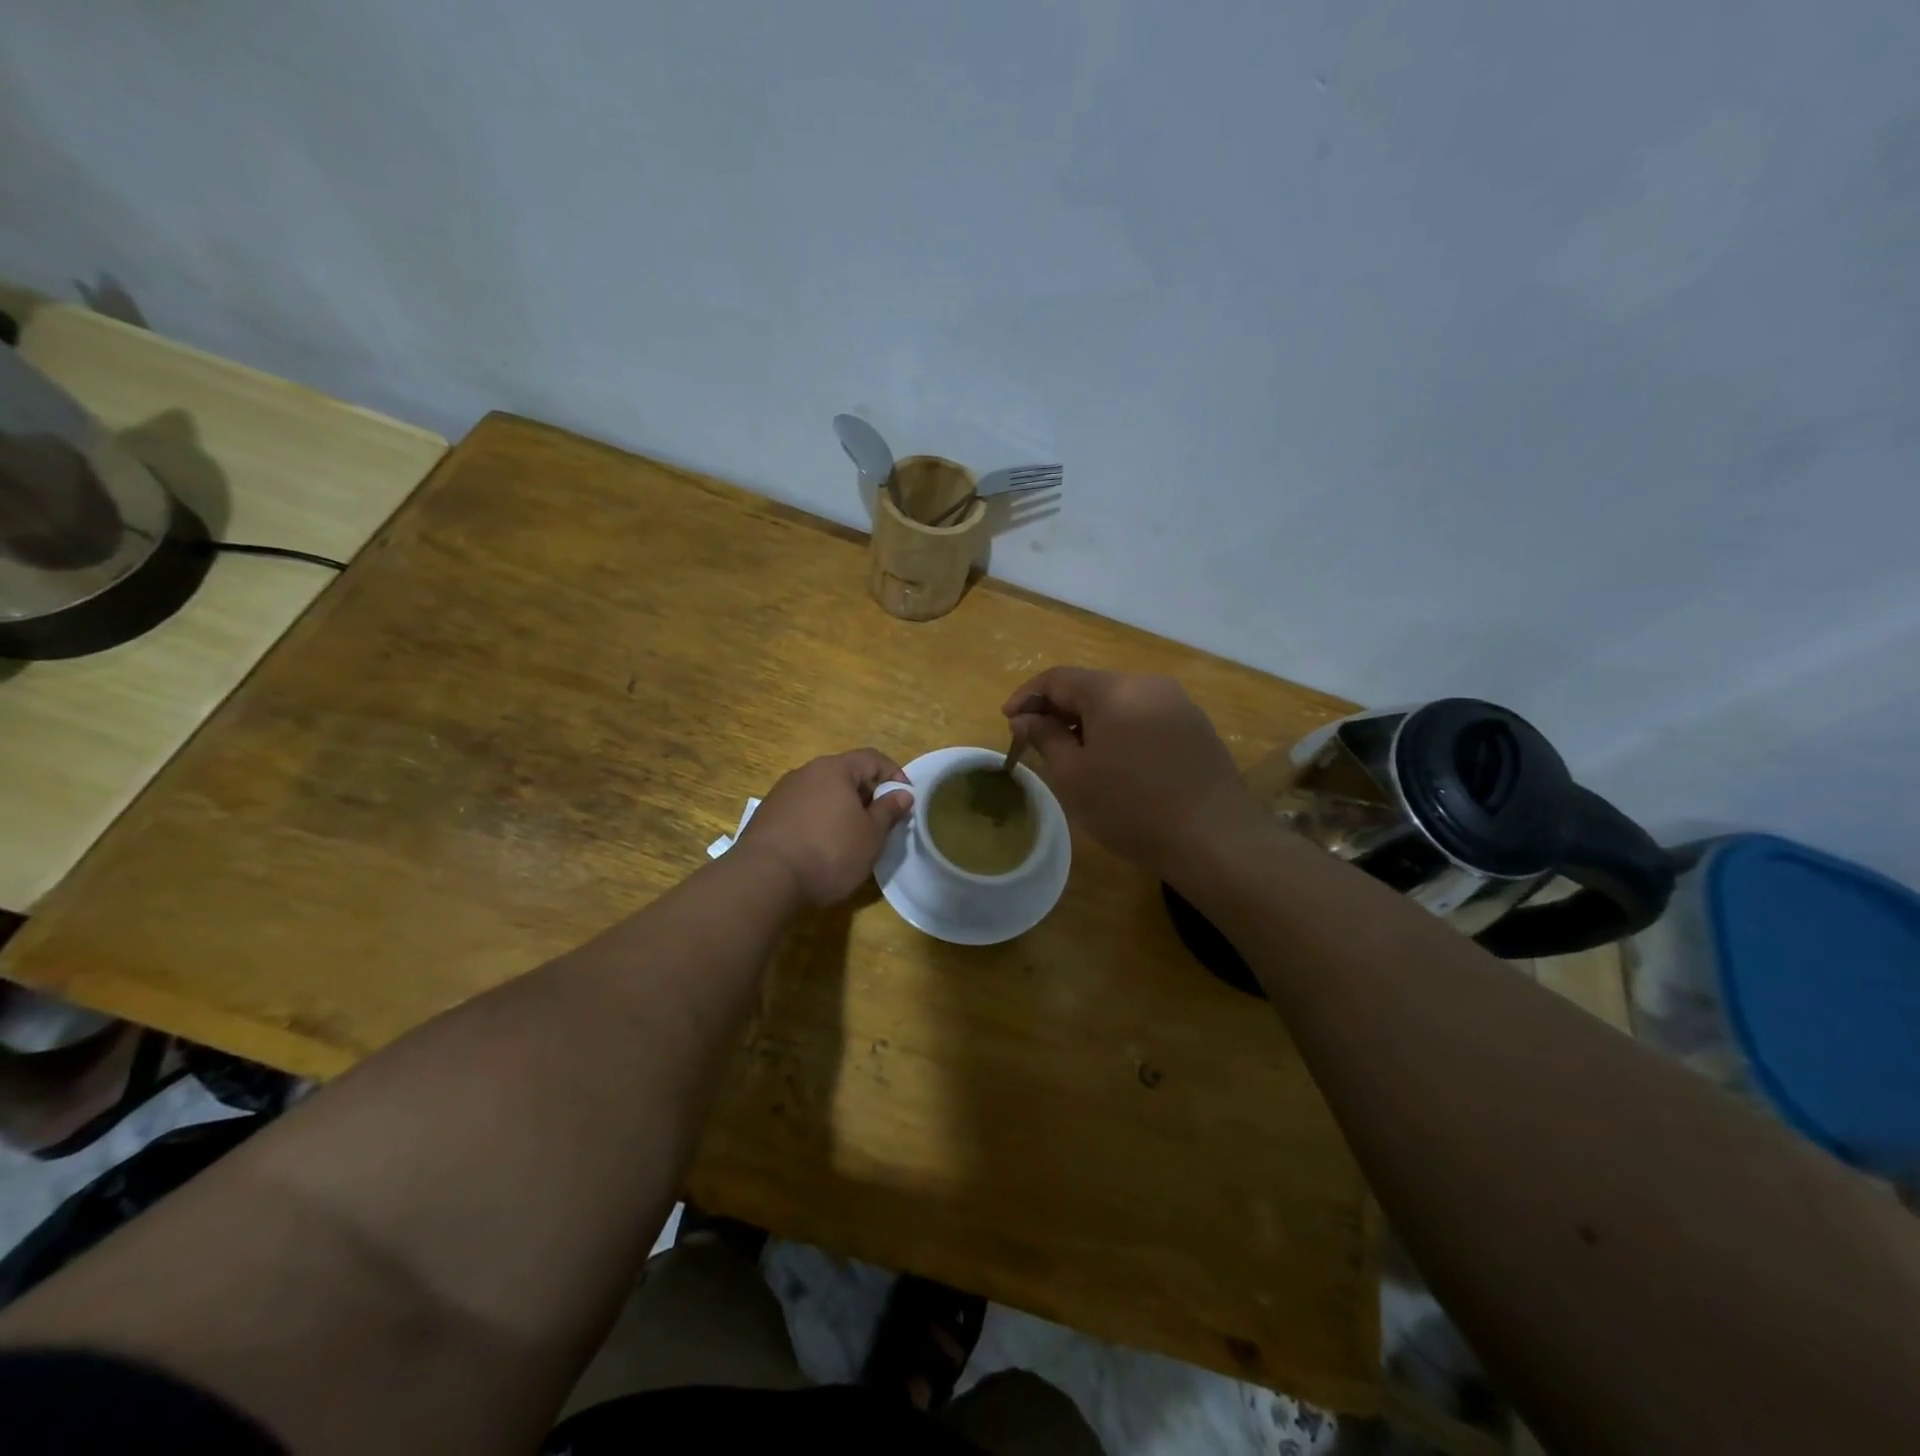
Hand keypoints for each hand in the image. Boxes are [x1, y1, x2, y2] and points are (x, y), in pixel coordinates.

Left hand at [736, 749, 913, 906]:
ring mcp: (782, 793)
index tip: (905, 799)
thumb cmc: (829, 852)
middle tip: (880, 822)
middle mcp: (806, 772)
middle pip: (845, 774)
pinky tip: (821, 847)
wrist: (765, 880)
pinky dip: (818, 820)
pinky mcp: (766, 815)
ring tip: (851, 837)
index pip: (872, 758)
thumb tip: (902, 793)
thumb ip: (888, 811)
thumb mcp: (871, 836)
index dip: (894, 774)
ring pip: (822, 792)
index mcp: (834, 769)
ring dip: (841, 808)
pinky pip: (803, 809)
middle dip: (867, 794)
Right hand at [1003, 667, 1255, 875]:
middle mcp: (1149, 684)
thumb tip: (1025, 718)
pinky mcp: (1196, 726)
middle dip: (1058, 709)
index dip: (1027, 696)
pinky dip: (1119, 729)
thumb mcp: (1073, 776)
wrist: (1214, 839)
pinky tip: (1114, 761)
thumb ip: (1044, 737)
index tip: (1008, 721)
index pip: (1058, 678)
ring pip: (1119, 702)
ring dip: (1089, 720)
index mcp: (1114, 689)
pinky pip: (1145, 716)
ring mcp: (1179, 704)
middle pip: (1091, 686)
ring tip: (1072, 753)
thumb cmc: (1131, 807)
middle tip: (1035, 740)